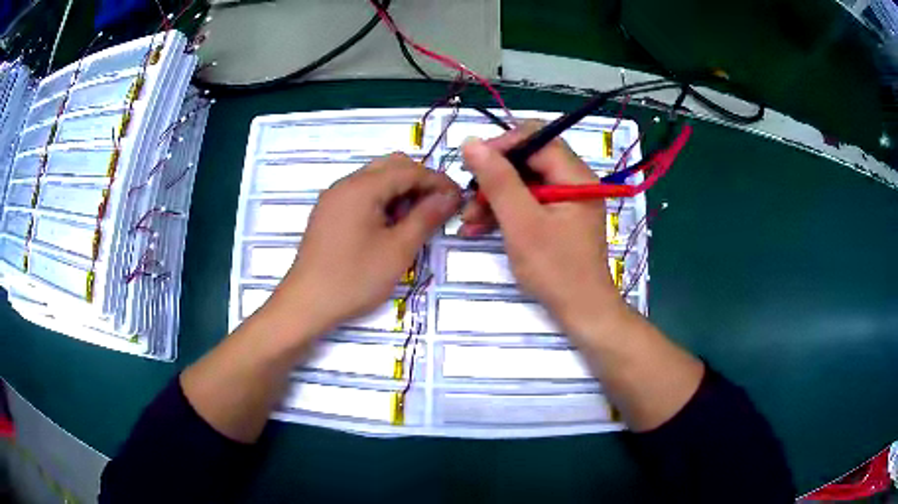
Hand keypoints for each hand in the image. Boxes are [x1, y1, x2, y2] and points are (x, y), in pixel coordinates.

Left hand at [266, 153, 460, 336]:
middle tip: (438, 206)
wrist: (306, 304)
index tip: (459, 198)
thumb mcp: (398, 250)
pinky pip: (360, 194)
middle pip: (390, 166)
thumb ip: (425, 217)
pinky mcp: (328, 213)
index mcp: (361, 187)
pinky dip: (381, 200)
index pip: (409, 170)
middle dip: (419, 180)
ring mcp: (333, 198)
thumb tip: (449, 195)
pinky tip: (390, 224)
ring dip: (400, 190)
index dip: (437, 181)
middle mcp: (345, 184)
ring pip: (375, 179)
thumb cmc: (354, 278)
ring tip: (416, 218)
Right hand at [460, 122, 624, 333]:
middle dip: (494, 177)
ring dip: (495, 198)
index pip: (537, 139)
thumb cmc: (555, 269)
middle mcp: (575, 181)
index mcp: (575, 176)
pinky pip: (529, 203)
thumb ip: (498, 180)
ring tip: (468, 220)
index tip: (472, 163)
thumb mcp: (522, 223)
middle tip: (468, 198)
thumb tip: (471, 142)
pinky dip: (506, 212)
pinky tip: (480, 227)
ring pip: (525, 183)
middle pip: (529, 161)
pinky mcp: (560, 218)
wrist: (582, 311)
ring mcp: (568, 200)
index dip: (502, 145)